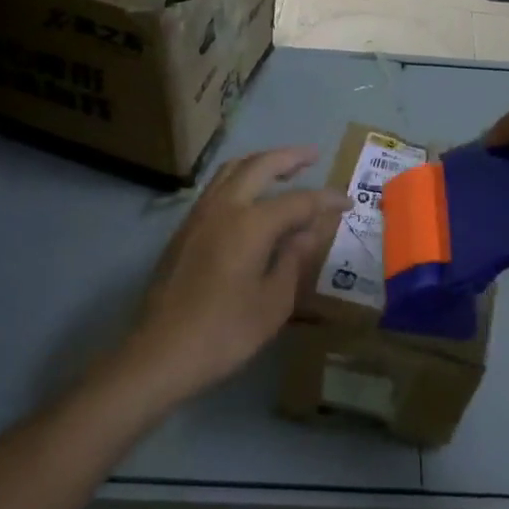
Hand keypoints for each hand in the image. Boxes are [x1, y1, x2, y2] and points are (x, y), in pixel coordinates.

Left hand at [121, 148, 349, 403]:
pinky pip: (216, 189)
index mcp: (250, 224)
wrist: (161, 353)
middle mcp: (223, 208)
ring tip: (283, 169)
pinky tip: (251, 197)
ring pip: (231, 171)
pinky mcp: (184, 230)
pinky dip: (240, 179)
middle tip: (313, 155)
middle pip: (259, 166)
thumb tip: (310, 230)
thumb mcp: (274, 301)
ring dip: (260, 163)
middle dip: (289, 157)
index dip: (326, 199)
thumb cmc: (225, 332)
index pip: (298, 201)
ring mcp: (198, 216)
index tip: (347, 201)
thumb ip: (294, 258)